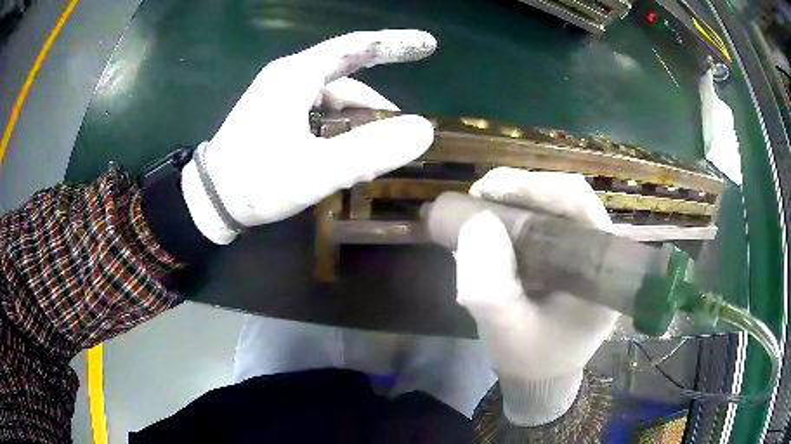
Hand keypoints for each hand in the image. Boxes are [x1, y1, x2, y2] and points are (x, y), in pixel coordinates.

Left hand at [182, 30, 436, 243]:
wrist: (207, 202)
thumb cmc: (255, 182)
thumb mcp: (315, 171)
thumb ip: (369, 151)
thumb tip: (423, 131)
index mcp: (296, 76)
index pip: (356, 46)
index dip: (395, 44)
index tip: (428, 45)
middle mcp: (288, 77)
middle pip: (347, 76)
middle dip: (377, 102)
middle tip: (401, 132)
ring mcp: (280, 95)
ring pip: (333, 98)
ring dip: (358, 121)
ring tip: (374, 153)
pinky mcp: (275, 114)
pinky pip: (319, 111)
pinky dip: (339, 127)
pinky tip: (346, 151)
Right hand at [454, 167, 617, 425]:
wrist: (540, 373)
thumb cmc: (532, 357)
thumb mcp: (505, 333)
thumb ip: (490, 290)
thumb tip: (477, 223)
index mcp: (602, 267)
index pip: (579, 204)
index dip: (535, 187)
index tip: (489, 190)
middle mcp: (597, 248)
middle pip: (563, 196)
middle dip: (518, 189)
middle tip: (478, 196)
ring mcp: (579, 248)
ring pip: (549, 204)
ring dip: (511, 200)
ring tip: (476, 210)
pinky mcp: (562, 251)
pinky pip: (538, 220)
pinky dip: (510, 216)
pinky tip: (486, 226)